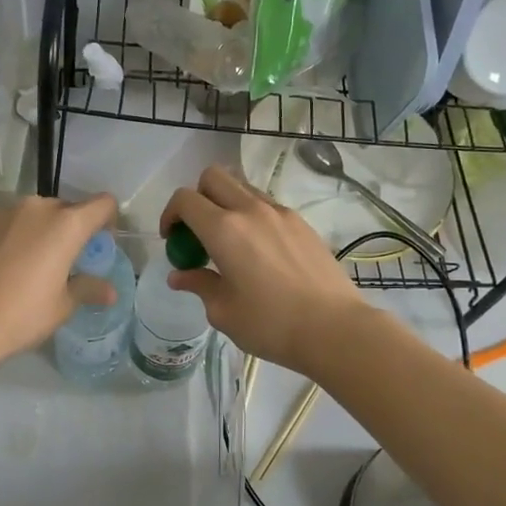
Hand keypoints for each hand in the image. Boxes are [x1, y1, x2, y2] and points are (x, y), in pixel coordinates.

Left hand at [0, 195, 118, 367]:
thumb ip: (87, 289)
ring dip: (40, 232)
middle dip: (72, 229)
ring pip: (34, 215)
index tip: (100, 244)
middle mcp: (37, 208)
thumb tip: (110, 292)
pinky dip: (13, 238)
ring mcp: (4, 212)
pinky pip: (7, 224)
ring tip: (30, 266)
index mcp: (67, 224)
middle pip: (66, 209)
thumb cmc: (21, 314)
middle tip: (66, 261)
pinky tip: (2, 268)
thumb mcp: (62, 306)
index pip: (102, 204)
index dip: (108, 220)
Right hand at [159, 166, 367, 372]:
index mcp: (224, 230)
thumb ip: (199, 285)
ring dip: (226, 205)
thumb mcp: (223, 312)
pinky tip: (260, 252)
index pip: (185, 199)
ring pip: (242, 188)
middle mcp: (251, 210)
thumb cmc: (271, 324)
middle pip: (214, 177)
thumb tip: (180, 276)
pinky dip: (252, 217)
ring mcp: (281, 213)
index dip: (170, 214)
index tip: (172, 240)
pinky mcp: (302, 223)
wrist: (335, 328)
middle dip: (197, 198)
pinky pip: (267, 206)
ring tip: (230, 244)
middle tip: (198, 234)